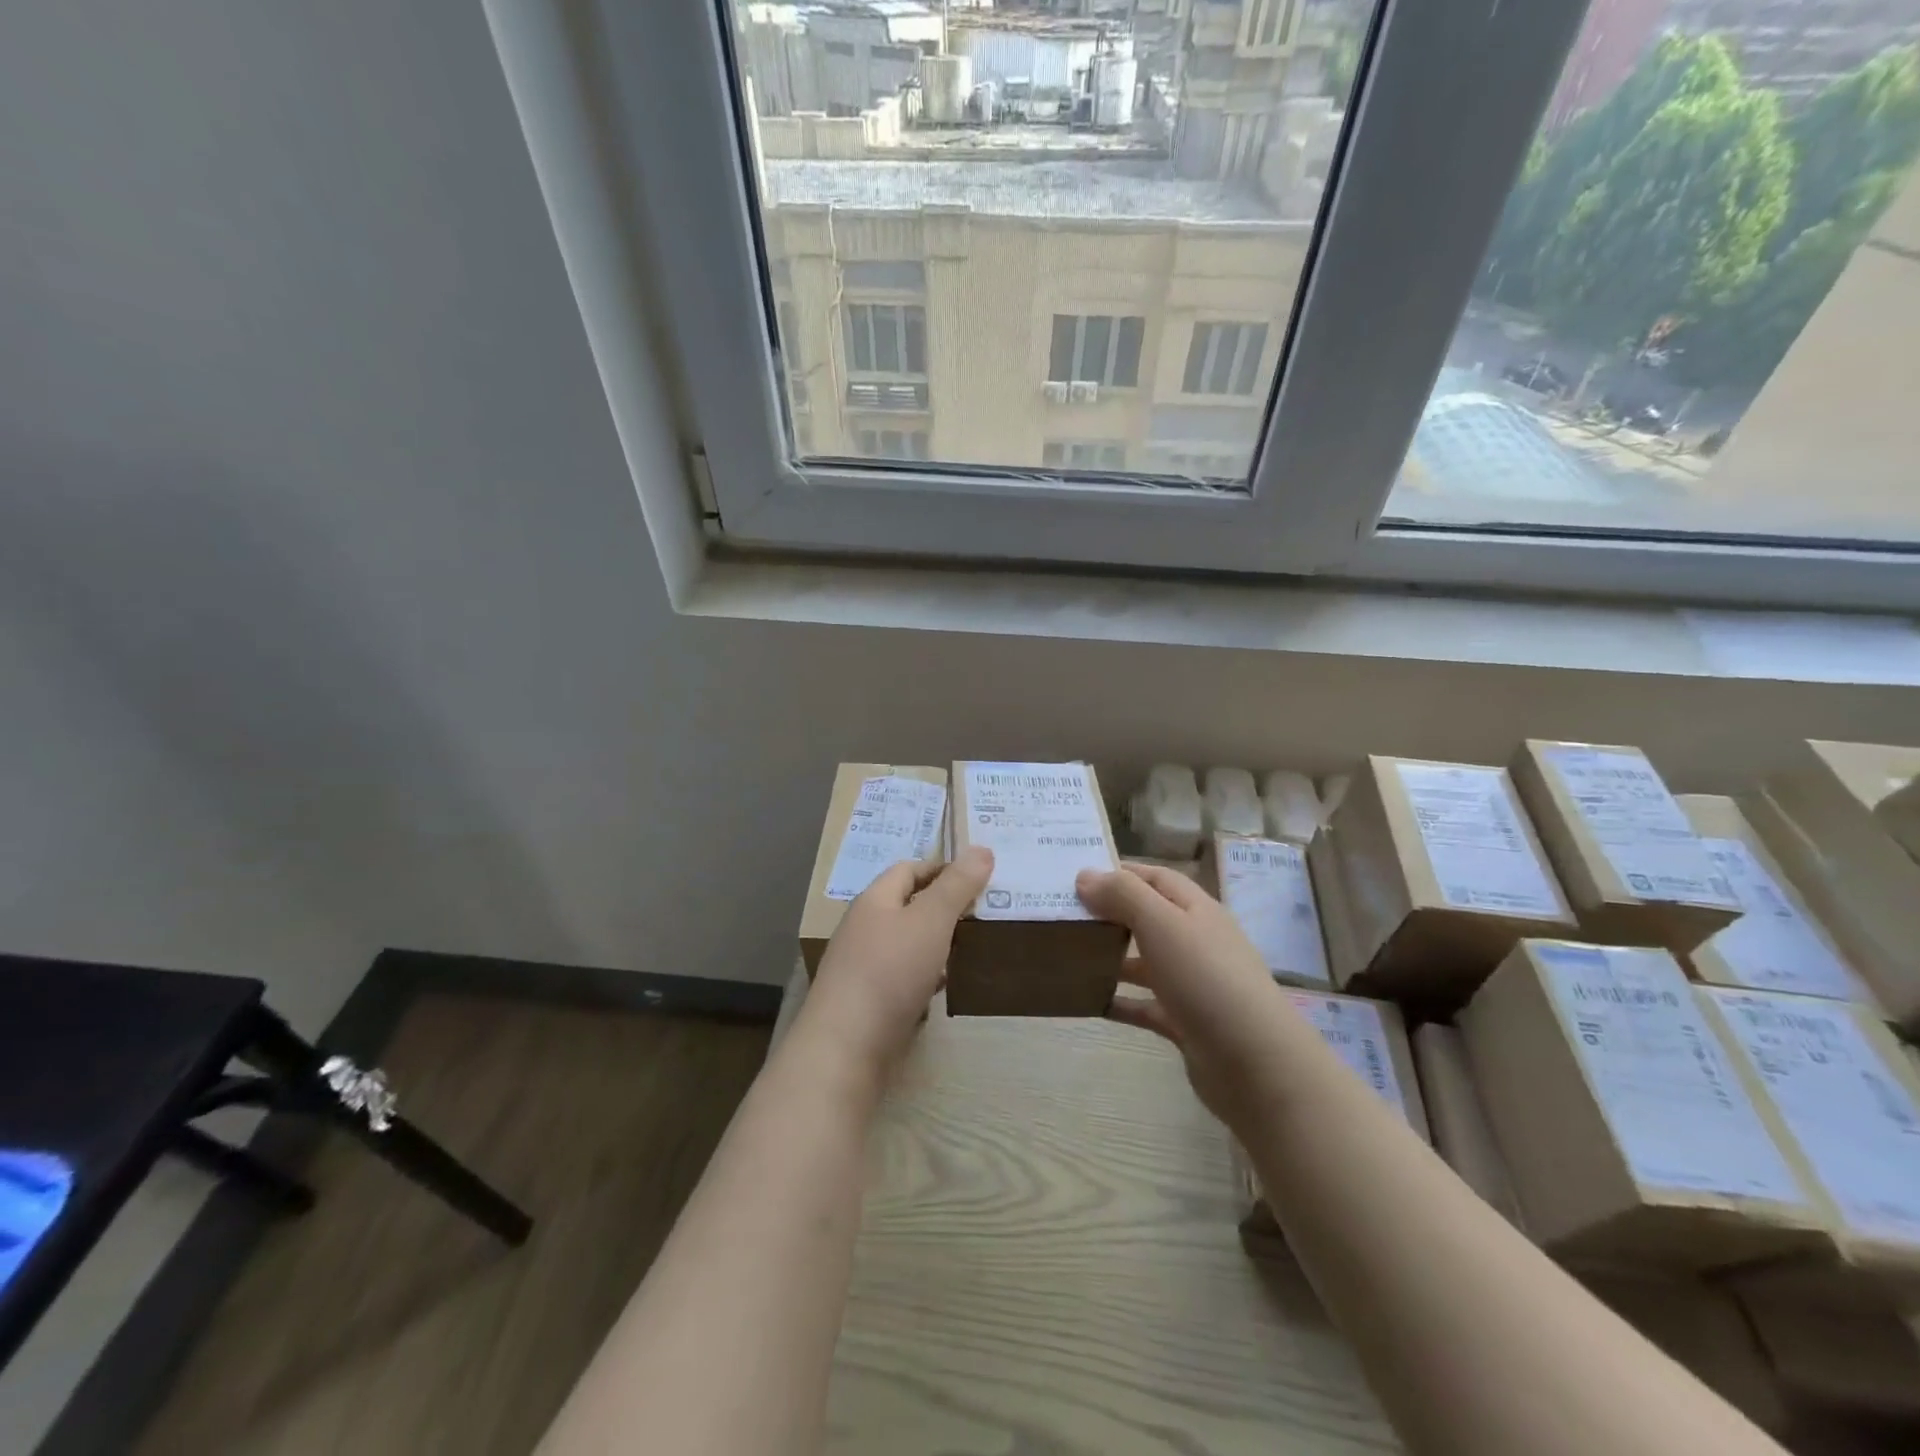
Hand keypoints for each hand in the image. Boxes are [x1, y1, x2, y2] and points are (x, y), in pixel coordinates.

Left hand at [804, 847, 993, 1075]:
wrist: (845, 1048)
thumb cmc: (889, 972)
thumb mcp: (931, 921)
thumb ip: (957, 886)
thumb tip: (982, 849)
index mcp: (874, 900)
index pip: (909, 869)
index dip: (943, 868)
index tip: (979, 878)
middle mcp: (864, 928)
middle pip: (908, 906)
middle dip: (944, 907)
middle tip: (984, 912)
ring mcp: (863, 966)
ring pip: (908, 944)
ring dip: (937, 944)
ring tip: (972, 948)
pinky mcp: (868, 1001)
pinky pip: (903, 977)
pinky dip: (926, 976)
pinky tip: (944, 987)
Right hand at [1075, 863, 1284, 1123]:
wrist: (1255, 1063)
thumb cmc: (1207, 979)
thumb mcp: (1162, 924)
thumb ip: (1123, 895)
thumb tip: (1085, 876)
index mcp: (1196, 910)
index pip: (1154, 878)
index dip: (1118, 872)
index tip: (1075, 876)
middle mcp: (1195, 941)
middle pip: (1147, 918)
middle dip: (1109, 914)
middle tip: (1063, 914)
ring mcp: (1192, 984)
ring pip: (1144, 962)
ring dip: (1111, 957)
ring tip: (1068, 955)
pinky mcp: (1185, 1023)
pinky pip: (1144, 1005)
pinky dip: (1119, 1002)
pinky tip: (1089, 1002)